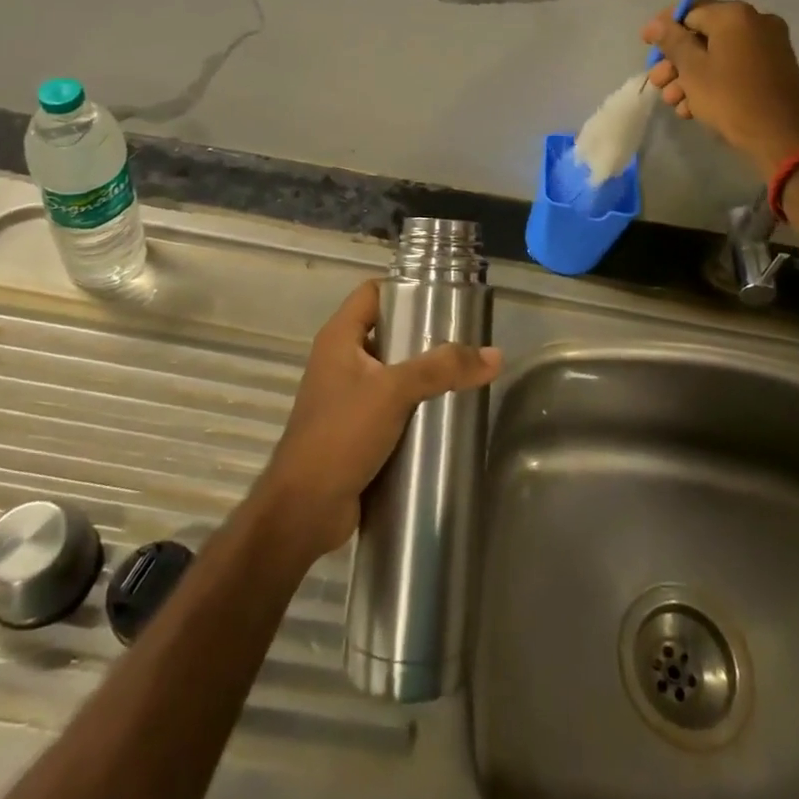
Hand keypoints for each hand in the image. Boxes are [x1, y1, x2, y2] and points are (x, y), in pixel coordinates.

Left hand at [252, 280, 501, 560]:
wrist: (304, 511)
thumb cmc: (340, 435)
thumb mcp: (393, 392)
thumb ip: (442, 369)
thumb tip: (494, 355)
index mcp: (339, 338)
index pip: (372, 293)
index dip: (405, 288)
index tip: (445, 295)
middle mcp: (340, 361)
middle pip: (388, 332)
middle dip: (424, 334)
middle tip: (465, 338)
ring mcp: (347, 397)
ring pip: (392, 372)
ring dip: (423, 374)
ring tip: (464, 374)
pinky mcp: (356, 430)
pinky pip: (391, 406)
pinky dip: (415, 406)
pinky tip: (445, 413)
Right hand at [643, 0, 798, 178]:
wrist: (782, 137)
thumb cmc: (731, 98)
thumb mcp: (692, 69)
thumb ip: (672, 41)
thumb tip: (656, 23)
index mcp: (735, 15)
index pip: (690, 11)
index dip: (664, 29)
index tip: (646, 47)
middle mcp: (756, 22)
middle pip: (703, 35)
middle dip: (676, 61)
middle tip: (657, 83)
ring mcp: (769, 46)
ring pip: (718, 55)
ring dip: (690, 76)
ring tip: (674, 103)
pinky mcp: (774, 69)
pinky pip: (735, 67)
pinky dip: (713, 82)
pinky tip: (694, 108)